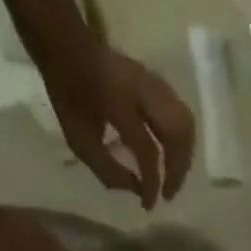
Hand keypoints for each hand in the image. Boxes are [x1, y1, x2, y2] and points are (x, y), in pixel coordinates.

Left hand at [47, 47, 195, 209]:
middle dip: (177, 170)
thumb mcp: (79, 140)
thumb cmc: (69, 95)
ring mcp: (154, 84)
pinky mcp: (158, 84)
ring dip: (183, 156)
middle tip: (168, 192)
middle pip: (177, 135)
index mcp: (120, 105)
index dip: (151, 183)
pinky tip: (170, 154)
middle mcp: (144, 92)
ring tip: (173, 175)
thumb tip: (138, 190)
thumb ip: (108, 170)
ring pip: (185, 124)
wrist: (66, 46)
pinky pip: (180, 115)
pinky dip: (180, 140)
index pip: (147, 151)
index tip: (148, 204)